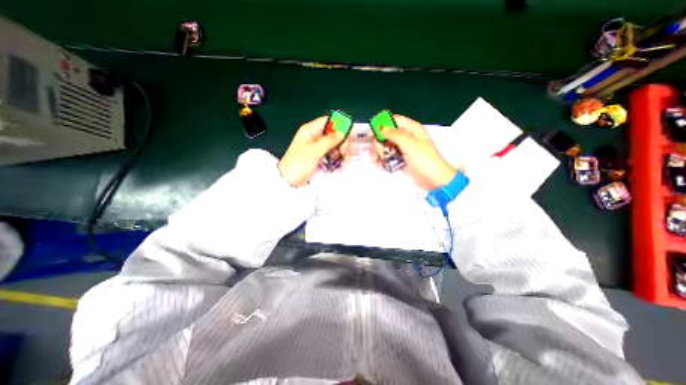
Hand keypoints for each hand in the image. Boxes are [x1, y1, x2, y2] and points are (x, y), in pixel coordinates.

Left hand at [277, 116, 345, 185]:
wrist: (289, 181)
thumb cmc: (298, 164)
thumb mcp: (314, 152)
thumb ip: (329, 141)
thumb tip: (342, 133)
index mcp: (311, 131)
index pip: (329, 122)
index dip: (340, 126)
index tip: (348, 136)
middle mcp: (315, 137)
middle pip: (334, 134)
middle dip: (342, 143)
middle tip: (345, 153)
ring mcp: (318, 148)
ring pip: (335, 146)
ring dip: (341, 153)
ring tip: (344, 162)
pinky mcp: (320, 157)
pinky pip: (332, 155)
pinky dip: (337, 160)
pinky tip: (340, 167)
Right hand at [374, 114, 456, 190]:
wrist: (433, 180)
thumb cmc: (427, 162)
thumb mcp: (411, 145)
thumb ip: (395, 135)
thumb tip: (382, 128)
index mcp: (412, 129)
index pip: (394, 120)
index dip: (382, 124)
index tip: (373, 133)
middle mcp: (406, 137)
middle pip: (386, 134)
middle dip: (379, 143)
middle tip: (379, 153)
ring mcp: (402, 149)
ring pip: (385, 145)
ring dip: (379, 153)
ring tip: (378, 161)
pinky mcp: (400, 159)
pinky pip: (387, 156)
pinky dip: (382, 160)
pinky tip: (381, 165)